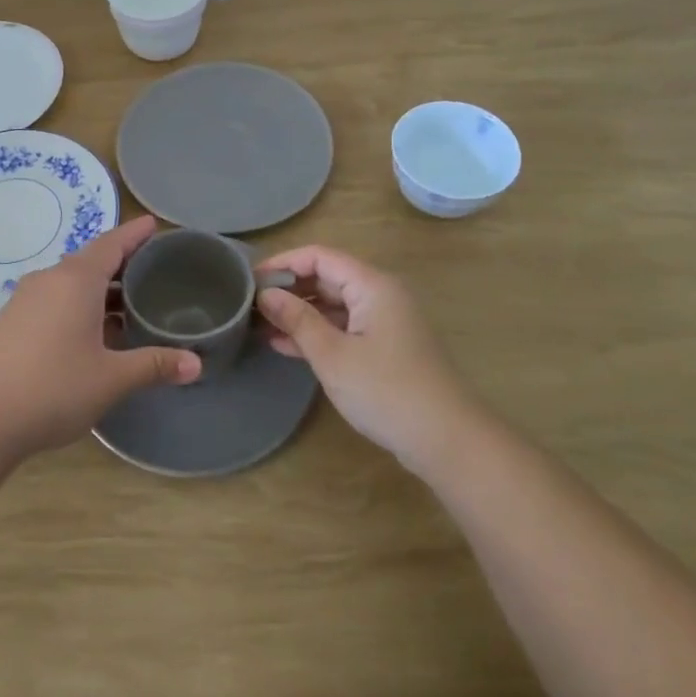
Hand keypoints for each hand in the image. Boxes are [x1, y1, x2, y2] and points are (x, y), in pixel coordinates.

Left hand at [0, 215, 200, 460]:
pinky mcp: (10, 322)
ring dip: (100, 290)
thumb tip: (196, 364)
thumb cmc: (52, 388)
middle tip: (153, 270)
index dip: (135, 234)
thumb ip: (154, 365)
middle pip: (91, 260)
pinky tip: (93, 333)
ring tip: (129, 304)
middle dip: (121, 263)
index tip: (154, 224)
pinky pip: (54, 300)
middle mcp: (49, 280)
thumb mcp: (111, 379)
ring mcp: (25, 300)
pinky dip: (79, 306)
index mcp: (75, 280)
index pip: (112, 244)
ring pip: (71, 283)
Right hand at [254, 245, 469, 469]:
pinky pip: (344, 327)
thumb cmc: (386, 390)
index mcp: (372, 285)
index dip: (283, 263)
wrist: (446, 440)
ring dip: (299, 313)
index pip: (319, 256)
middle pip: (328, 277)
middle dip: (289, 289)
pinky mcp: (386, 348)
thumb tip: (266, 294)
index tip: (249, 280)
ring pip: (334, 305)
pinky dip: (317, 332)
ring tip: (259, 325)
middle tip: (250, 304)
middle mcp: (381, 295)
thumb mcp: (332, 354)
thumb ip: (297, 319)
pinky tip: (284, 345)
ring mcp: (385, 322)